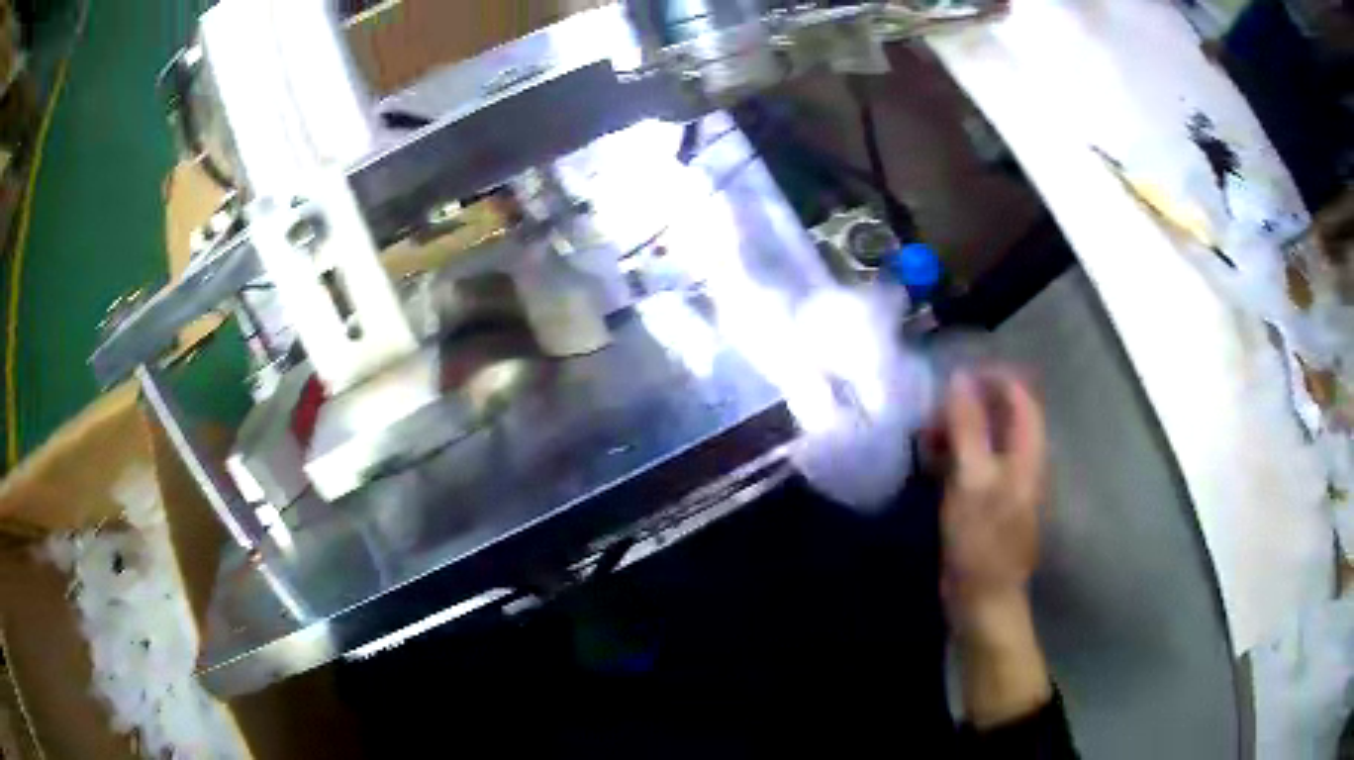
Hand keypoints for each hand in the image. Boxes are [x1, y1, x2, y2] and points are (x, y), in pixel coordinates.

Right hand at [934, 368, 1050, 727]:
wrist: (983, 601)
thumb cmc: (981, 541)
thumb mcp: (972, 480)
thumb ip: (968, 427)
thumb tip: (960, 378)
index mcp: (1027, 452)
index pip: (1019, 395)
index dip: (990, 378)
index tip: (951, 379)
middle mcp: (1021, 461)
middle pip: (1001, 415)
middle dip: (967, 406)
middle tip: (929, 415)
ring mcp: (1005, 483)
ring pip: (984, 440)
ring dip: (957, 431)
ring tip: (923, 438)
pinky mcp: (987, 503)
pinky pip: (973, 465)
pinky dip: (953, 456)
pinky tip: (929, 464)